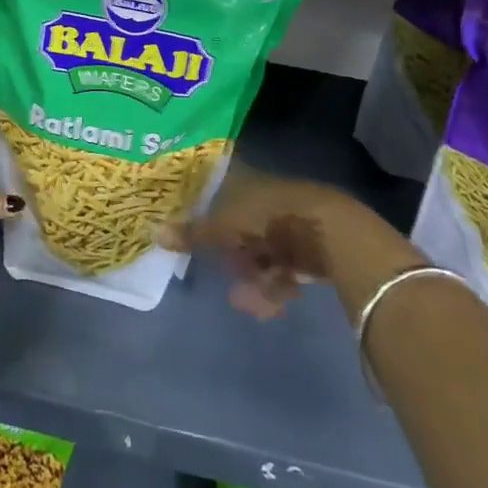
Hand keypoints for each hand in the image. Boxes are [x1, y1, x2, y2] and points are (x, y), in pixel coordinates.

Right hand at [161, 163, 421, 318]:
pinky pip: (286, 268)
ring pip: (264, 253)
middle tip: (229, 276)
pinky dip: (276, 286)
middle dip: (235, 257)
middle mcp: (269, 199)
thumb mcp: (225, 225)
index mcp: (248, 183)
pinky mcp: (312, 247)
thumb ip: (194, 232)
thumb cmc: (271, 218)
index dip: (208, 213)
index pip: (221, 192)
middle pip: (243, 227)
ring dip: (254, 279)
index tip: (196, 235)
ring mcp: (292, 222)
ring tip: (250, 302)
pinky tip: (273, 304)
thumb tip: (156, 233)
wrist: (331, 232)